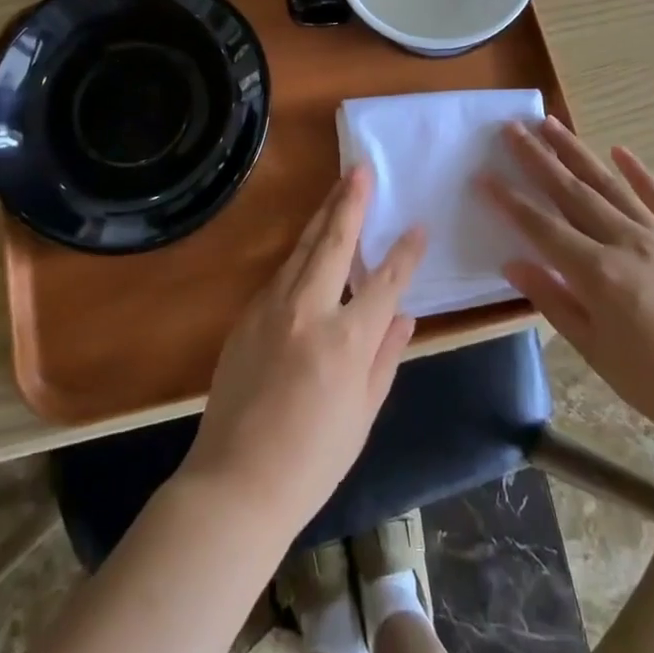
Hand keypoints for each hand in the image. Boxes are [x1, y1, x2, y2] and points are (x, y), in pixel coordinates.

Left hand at [182, 165, 425, 535]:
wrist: (235, 482)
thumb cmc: (312, 460)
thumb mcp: (363, 413)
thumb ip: (385, 357)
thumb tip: (404, 316)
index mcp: (346, 340)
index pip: (386, 282)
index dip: (405, 253)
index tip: (418, 226)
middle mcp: (308, 310)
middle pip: (334, 242)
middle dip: (350, 202)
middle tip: (361, 170)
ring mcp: (272, 308)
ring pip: (303, 249)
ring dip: (323, 216)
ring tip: (339, 190)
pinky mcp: (248, 315)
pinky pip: (282, 273)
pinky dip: (302, 252)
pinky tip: (311, 244)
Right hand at [483, 118, 653, 453]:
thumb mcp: (594, 350)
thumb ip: (552, 300)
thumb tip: (512, 264)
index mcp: (597, 273)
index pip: (541, 227)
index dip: (509, 200)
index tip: (483, 174)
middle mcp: (625, 242)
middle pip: (572, 192)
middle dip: (538, 158)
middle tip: (512, 128)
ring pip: (610, 185)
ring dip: (577, 152)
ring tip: (552, 124)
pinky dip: (640, 172)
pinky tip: (620, 150)